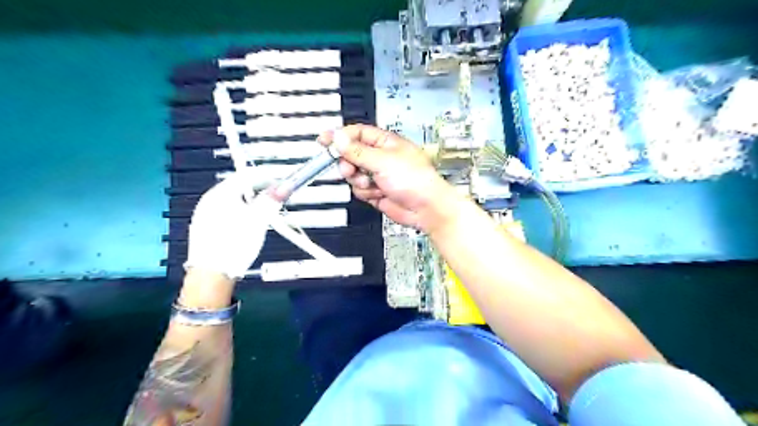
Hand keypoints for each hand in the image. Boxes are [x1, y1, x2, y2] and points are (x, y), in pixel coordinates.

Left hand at [183, 171, 280, 281]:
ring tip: (266, 213)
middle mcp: (210, 200)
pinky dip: (243, 213)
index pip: (247, 175)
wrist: (211, 275)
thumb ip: (271, 201)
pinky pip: (228, 212)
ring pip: (235, 200)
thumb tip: (284, 186)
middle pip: (240, 187)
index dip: (267, 177)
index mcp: (220, 194)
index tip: (281, 183)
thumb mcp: (258, 221)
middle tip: (276, 198)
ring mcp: (206, 214)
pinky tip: (250, 224)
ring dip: (252, 202)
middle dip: (261, 191)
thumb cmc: (233, 245)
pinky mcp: (207, 227)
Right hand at [320, 124, 454, 232]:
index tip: (324, 140)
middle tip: (350, 168)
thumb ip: (357, 151)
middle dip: (348, 163)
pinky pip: (359, 189)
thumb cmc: (416, 180)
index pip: (356, 133)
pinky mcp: (376, 191)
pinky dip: (366, 193)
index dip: (339, 136)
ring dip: (359, 181)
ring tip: (373, 183)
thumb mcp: (383, 161)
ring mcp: (378, 175)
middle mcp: (380, 157)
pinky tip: (379, 193)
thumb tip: (339, 138)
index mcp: (385, 143)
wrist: (425, 208)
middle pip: (350, 155)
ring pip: (353, 175)